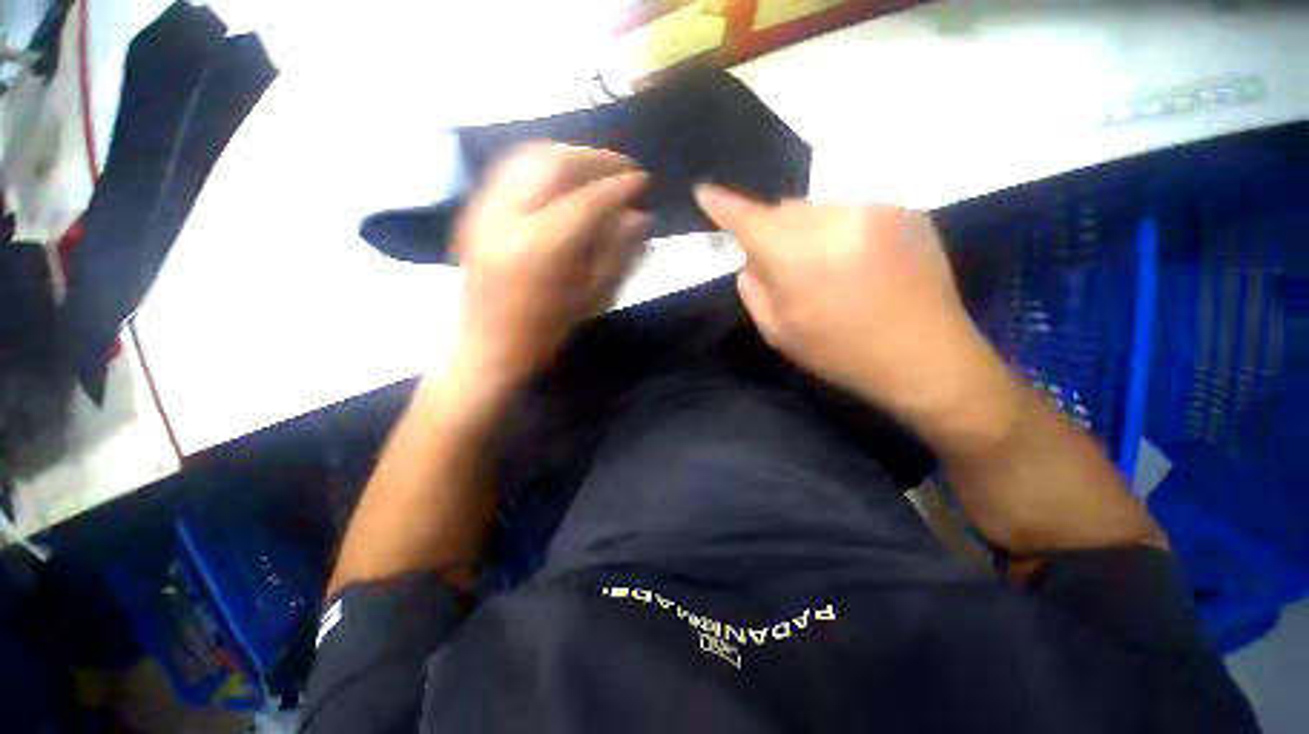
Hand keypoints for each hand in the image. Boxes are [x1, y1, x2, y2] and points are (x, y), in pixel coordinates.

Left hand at [452, 144, 648, 387]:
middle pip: (557, 164)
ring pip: (531, 157)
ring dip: (569, 155)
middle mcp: (507, 218)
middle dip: (596, 159)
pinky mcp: (475, 210)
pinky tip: (561, 175)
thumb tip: (640, 214)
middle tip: (623, 167)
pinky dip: (542, 162)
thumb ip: (619, 250)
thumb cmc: (541, 334)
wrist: (482, 349)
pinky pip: (510, 167)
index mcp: (539, 247)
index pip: (588, 199)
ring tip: (594, 167)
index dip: (621, 185)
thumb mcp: (590, 298)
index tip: (644, 180)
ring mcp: (485, 210)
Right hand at [695, 185, 1015, 440]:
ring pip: (825, 207)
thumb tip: (750, 254)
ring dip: (823, 228)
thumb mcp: (784, 335)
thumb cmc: (851, 354)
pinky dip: (858, 229)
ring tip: (845, 266)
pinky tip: (875, 261)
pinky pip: (861, 210)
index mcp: (793, 252)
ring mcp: (870, 207)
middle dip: (784, 230)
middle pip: (787, 209)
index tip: (706, 192)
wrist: (930, 355)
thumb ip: (754, 288)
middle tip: (802, 266)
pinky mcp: (902, 208)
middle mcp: (829, 216)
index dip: (721, 204)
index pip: (744, 214)